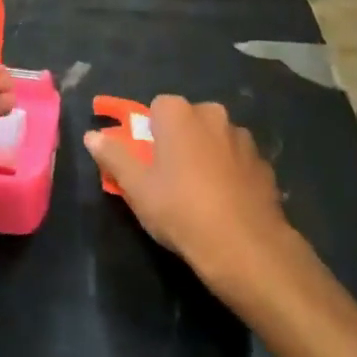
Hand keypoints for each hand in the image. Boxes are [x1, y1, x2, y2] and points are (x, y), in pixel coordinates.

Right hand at [84, 95, 291, 289]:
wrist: (246, 248)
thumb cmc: (181, 210)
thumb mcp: (137, 188)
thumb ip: (113, 156)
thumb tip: (92, 135)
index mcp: (179, 113)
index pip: (157, 108)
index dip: (150, 133)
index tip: (147, 162)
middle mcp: (213, 114)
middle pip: (188, 120)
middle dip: (179, 141)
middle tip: (170, 178)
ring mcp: (243, 138)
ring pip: (215, 139)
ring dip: (206, 155)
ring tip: (200, 194)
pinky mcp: (264, 163)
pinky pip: (237, 160)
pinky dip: (230, 173)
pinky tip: (226, 204)